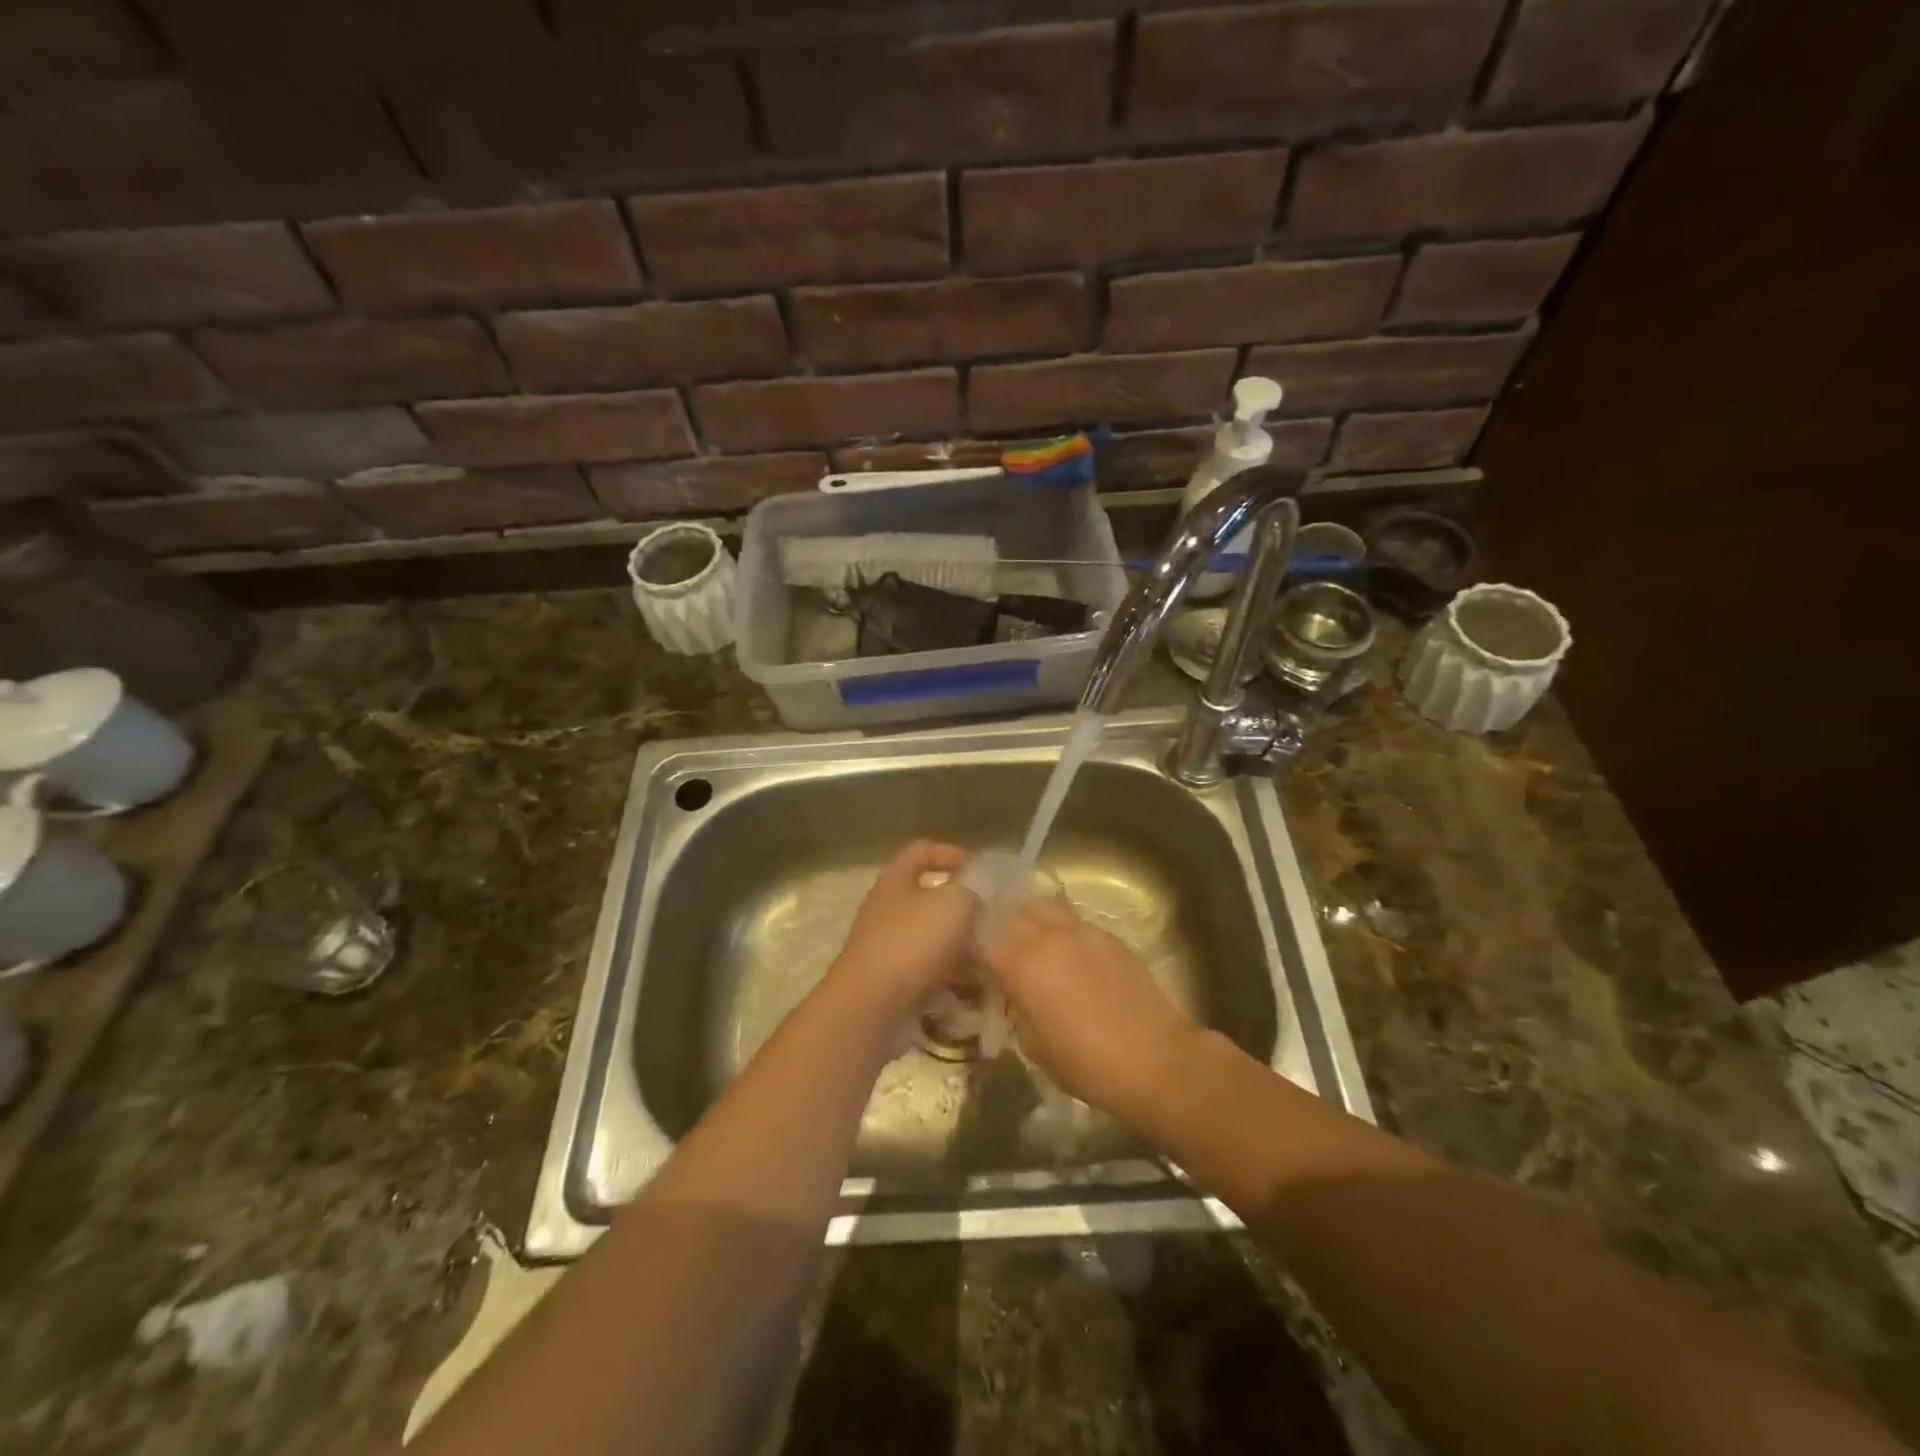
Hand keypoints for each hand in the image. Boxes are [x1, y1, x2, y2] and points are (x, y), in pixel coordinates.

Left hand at [827, 841, 977, 1052]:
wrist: (872, 1007)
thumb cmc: (912, 942)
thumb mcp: (953, 904)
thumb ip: (970, 896)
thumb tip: (972, 904)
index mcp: (895, 883)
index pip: (917, 853)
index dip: (944, 852)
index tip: (970, 862)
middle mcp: (887, 914)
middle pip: (926, 901)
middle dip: (959, 909)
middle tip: (991, 917)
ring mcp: (888, 952)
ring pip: (932, 943)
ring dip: (960, 950)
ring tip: (991, 959)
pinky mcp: (895, 987)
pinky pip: (930, 979)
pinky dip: (953, 985)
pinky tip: (977, 993)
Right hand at [983, 898, 1198, 1119]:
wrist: (1156, 1060)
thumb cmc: (1085, 1063)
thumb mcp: (1032, 1042)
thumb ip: (1012, 1005)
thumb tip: (1007, 991)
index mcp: (1022, 961)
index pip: (980, 934)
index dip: (969, 946)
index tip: (968, 961)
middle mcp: (1048, 935)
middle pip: (1011, 911)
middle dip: (998, 926)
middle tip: (996, 950)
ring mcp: (1082, 930)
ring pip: (1043, 909)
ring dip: (1030, 922)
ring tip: (1031, 948)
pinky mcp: (1109, 936)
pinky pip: (1073, 923)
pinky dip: (1060, 932)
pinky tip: (1068, 959)